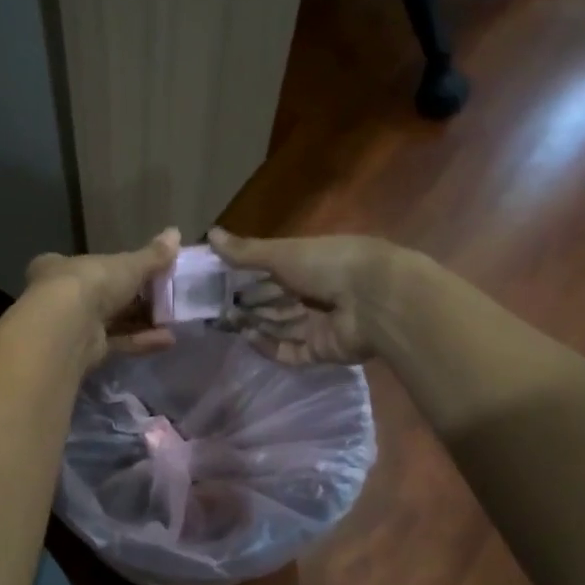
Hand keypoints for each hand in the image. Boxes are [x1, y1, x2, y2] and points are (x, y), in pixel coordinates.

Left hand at [25, 228, 181, 367]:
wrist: (69, 326)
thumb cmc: (93, 282)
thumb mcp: (128, 264)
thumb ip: (152, 255)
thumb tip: (176, 232)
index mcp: (61, 267)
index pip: (85, 265)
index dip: (112, 268)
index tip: (139, 273)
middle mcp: (60, 297)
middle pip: (101, 297)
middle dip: (134, 300)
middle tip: (164, 299)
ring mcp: (72, 326)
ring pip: (111, 322)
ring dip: (142, 322)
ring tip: (173, 321)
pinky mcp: (84, 352)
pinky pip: (116, 343)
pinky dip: (140, 341)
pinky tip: (168, 340)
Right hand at [207, 228, 399, 365]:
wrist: (375, 301)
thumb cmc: (329, 265)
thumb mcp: (282, 253)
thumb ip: (246, 251)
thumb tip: (209, 234)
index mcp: (310, 264)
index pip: (272, 272)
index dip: (245, 277)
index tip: (217, 282)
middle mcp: (316, 293)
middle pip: (275, 302)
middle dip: (247, 304)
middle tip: (215, 307)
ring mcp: (320, 323)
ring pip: (279, 326)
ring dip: (254, 323)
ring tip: (226, 321)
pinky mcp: (322, 350)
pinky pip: (289, 350)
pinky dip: (268, 345)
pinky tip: (247, 337)